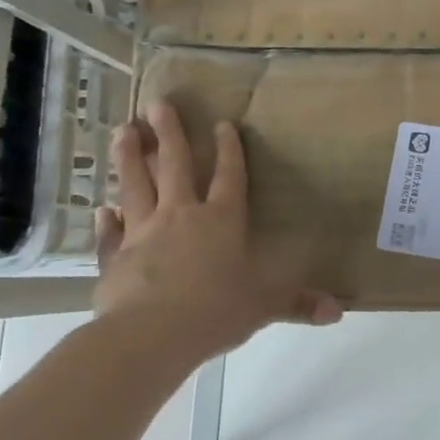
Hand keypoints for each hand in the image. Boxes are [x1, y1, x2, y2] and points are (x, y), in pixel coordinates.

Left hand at [93, 101, 340, 356]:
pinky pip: (110, 234)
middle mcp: (182, 216)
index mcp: (222, 221)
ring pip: (135, 186)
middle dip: (169, 134)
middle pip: (175, 166)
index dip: (229, 150)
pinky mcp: (115, 257)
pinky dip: (106, 221)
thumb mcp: (265, 306)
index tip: (222, 123)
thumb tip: (338, 312)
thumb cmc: (216, 311)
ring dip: (129, 158)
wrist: (150, 334)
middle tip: (158, 104)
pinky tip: (101, 210)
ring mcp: (143, 233)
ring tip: (123, 130)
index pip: (229, 177)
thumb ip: (298, 304)